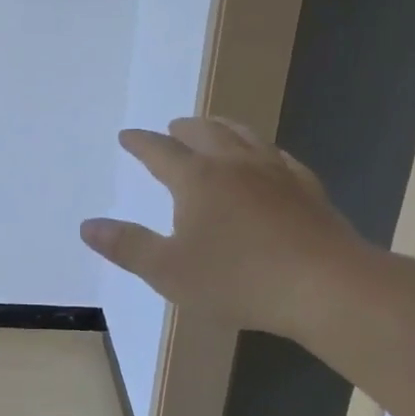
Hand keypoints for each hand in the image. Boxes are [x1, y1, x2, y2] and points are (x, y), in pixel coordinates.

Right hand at [81, 117, 370, 341]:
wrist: (326, 287)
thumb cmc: (238, 279)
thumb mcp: (168, 271)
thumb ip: (126, 246)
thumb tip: (87, 226)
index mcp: (197, 179)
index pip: (160, 151)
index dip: (140, 142)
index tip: (127, 136)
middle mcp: (235, 164)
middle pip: (204, 132)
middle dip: (183, 128)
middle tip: (172, 129)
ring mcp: (276, 173)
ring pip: (245, 135)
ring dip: (223, 128)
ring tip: (214, 129)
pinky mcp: (308, 189)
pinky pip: (279, 157)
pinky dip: (262, 150)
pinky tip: (268, 160)